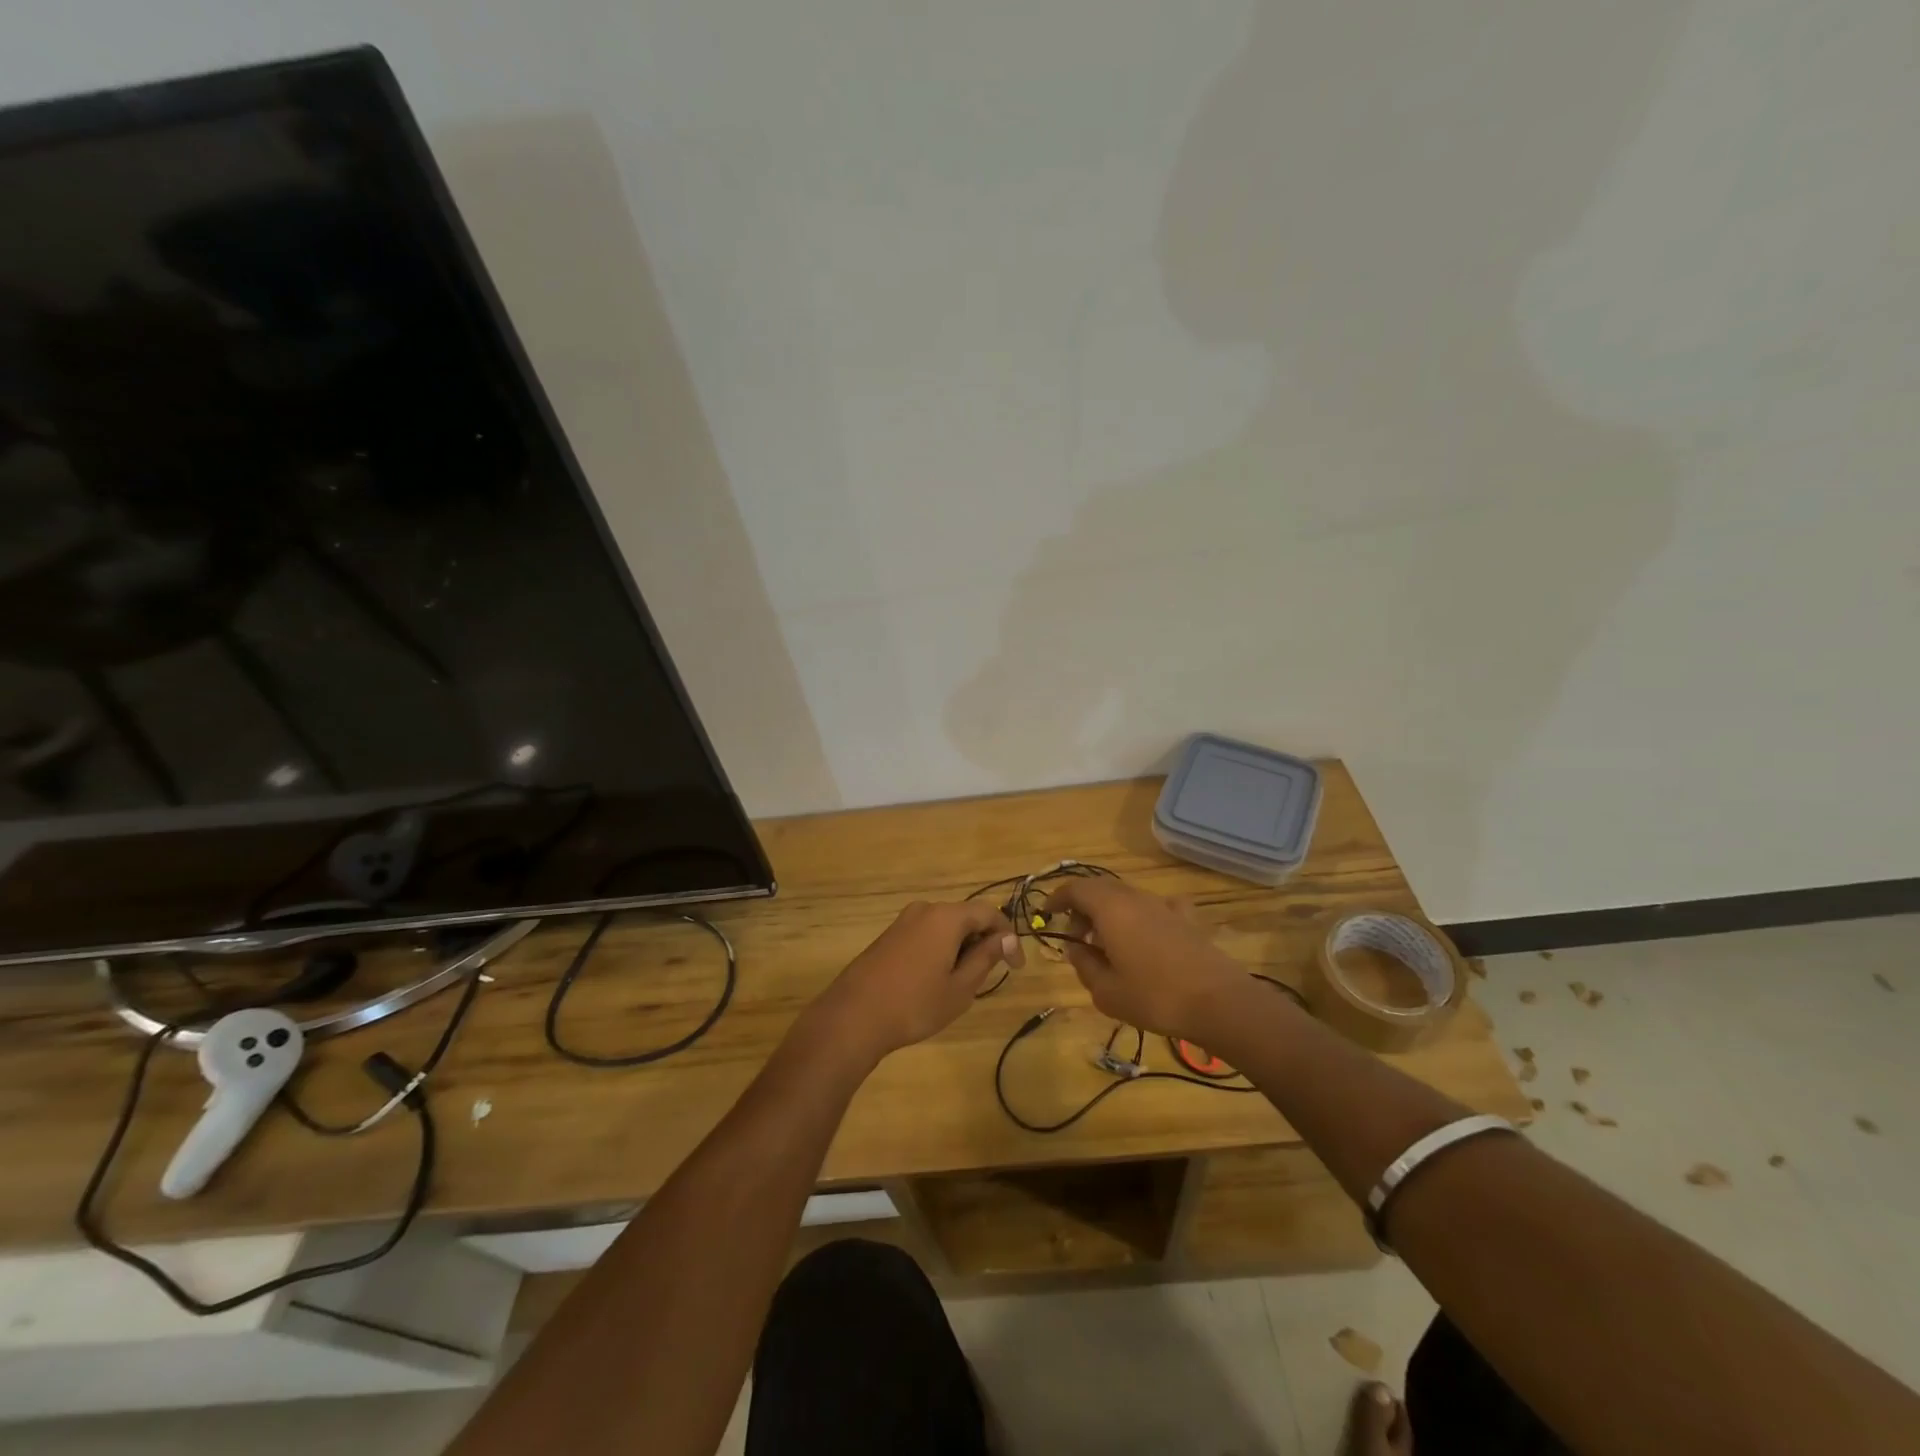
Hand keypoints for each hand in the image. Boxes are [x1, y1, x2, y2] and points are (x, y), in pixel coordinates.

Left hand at [810, 900, 1021, 1065]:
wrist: (853, 1017)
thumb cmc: (915, 1004)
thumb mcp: (960, 987)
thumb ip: (986, 957)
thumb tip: (1007, 938)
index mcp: (946, 917)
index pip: (988, 913)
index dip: (1007, 936)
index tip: (1015, 967)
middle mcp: (925, 910)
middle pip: (965, 917)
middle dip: (983, 942)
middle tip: (990, 976)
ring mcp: (903, 922)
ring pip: (944, 927)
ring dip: (961, 947)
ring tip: (963, 982)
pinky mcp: (888, 936)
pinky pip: (925, 934)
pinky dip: (940, 950)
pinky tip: (934, 980)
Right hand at [1046, 877, 1249, 1040]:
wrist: (1219, 1003)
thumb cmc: (1155, 998)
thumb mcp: (1106, 991)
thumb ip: (1084, 965)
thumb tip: (1075, 948)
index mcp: (1110, 909)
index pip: (1076, 888)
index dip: (1058, 897)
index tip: (1048, 913)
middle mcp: (1136, 898)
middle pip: (1101, 888)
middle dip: (1082, 907)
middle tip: (1076, 936)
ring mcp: (1164, 906)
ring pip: (1127, 896)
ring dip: (1109, 912)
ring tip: (1106, 943)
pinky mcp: (1187, 919)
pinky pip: (1156, 906)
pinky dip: (1141, 915)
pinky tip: (1146, 935)